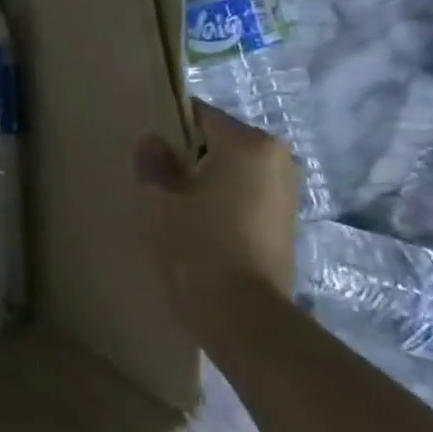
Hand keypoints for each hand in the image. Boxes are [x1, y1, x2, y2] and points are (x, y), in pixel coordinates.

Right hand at [134, 100, 300, 333]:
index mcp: (249, 143)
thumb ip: (152, 161)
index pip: (199, 116)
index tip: (144, 150)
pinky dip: (221, 202)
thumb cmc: (197, 245)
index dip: (167, 128)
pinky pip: (245, 195)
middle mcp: (279, 159)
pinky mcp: (286, 223)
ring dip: (204, 181)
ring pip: (232, 171)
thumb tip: (153, 141)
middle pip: (219, 143)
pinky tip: (197, 226)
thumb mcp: (158, 198)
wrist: (243, 315)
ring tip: (173, 205)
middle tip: (154, 179)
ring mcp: (288, 192)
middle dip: (187, 156)